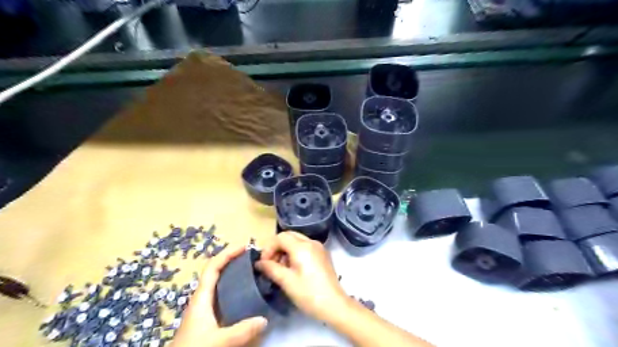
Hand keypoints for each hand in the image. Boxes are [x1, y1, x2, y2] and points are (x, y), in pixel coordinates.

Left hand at [169, 245, 267, 346]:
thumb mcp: (218, 341)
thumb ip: (241, 331)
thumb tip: (264, 319)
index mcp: (201, 297)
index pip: (213, 267)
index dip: (227, 253)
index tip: (244, 246)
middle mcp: (202, 299)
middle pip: (216, 272)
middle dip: (233, 261)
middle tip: (252, 258)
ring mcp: (204, 309)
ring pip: (219, 284)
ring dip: (234, 274)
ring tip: (252, 272)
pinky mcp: (207, 319)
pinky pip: (222, 296)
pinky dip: (234, 289)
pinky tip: (245, 296)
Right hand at [256, 232, 352, 321]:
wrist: (334, 305)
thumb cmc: (308, 293)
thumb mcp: (286, 281)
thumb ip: (271, 268)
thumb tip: (259, 263)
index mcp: (302, 247)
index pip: (280, 237)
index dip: (269, 248)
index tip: (264, 263)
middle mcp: (311, 242)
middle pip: (289, 236)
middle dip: (277, 247)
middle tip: (271, 264)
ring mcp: (319, 247)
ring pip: (297, 241)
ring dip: (286, 250)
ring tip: (281, 269)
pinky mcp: (323, 255)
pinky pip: (305, 247)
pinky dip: (295, 253)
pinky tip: (293, 269)